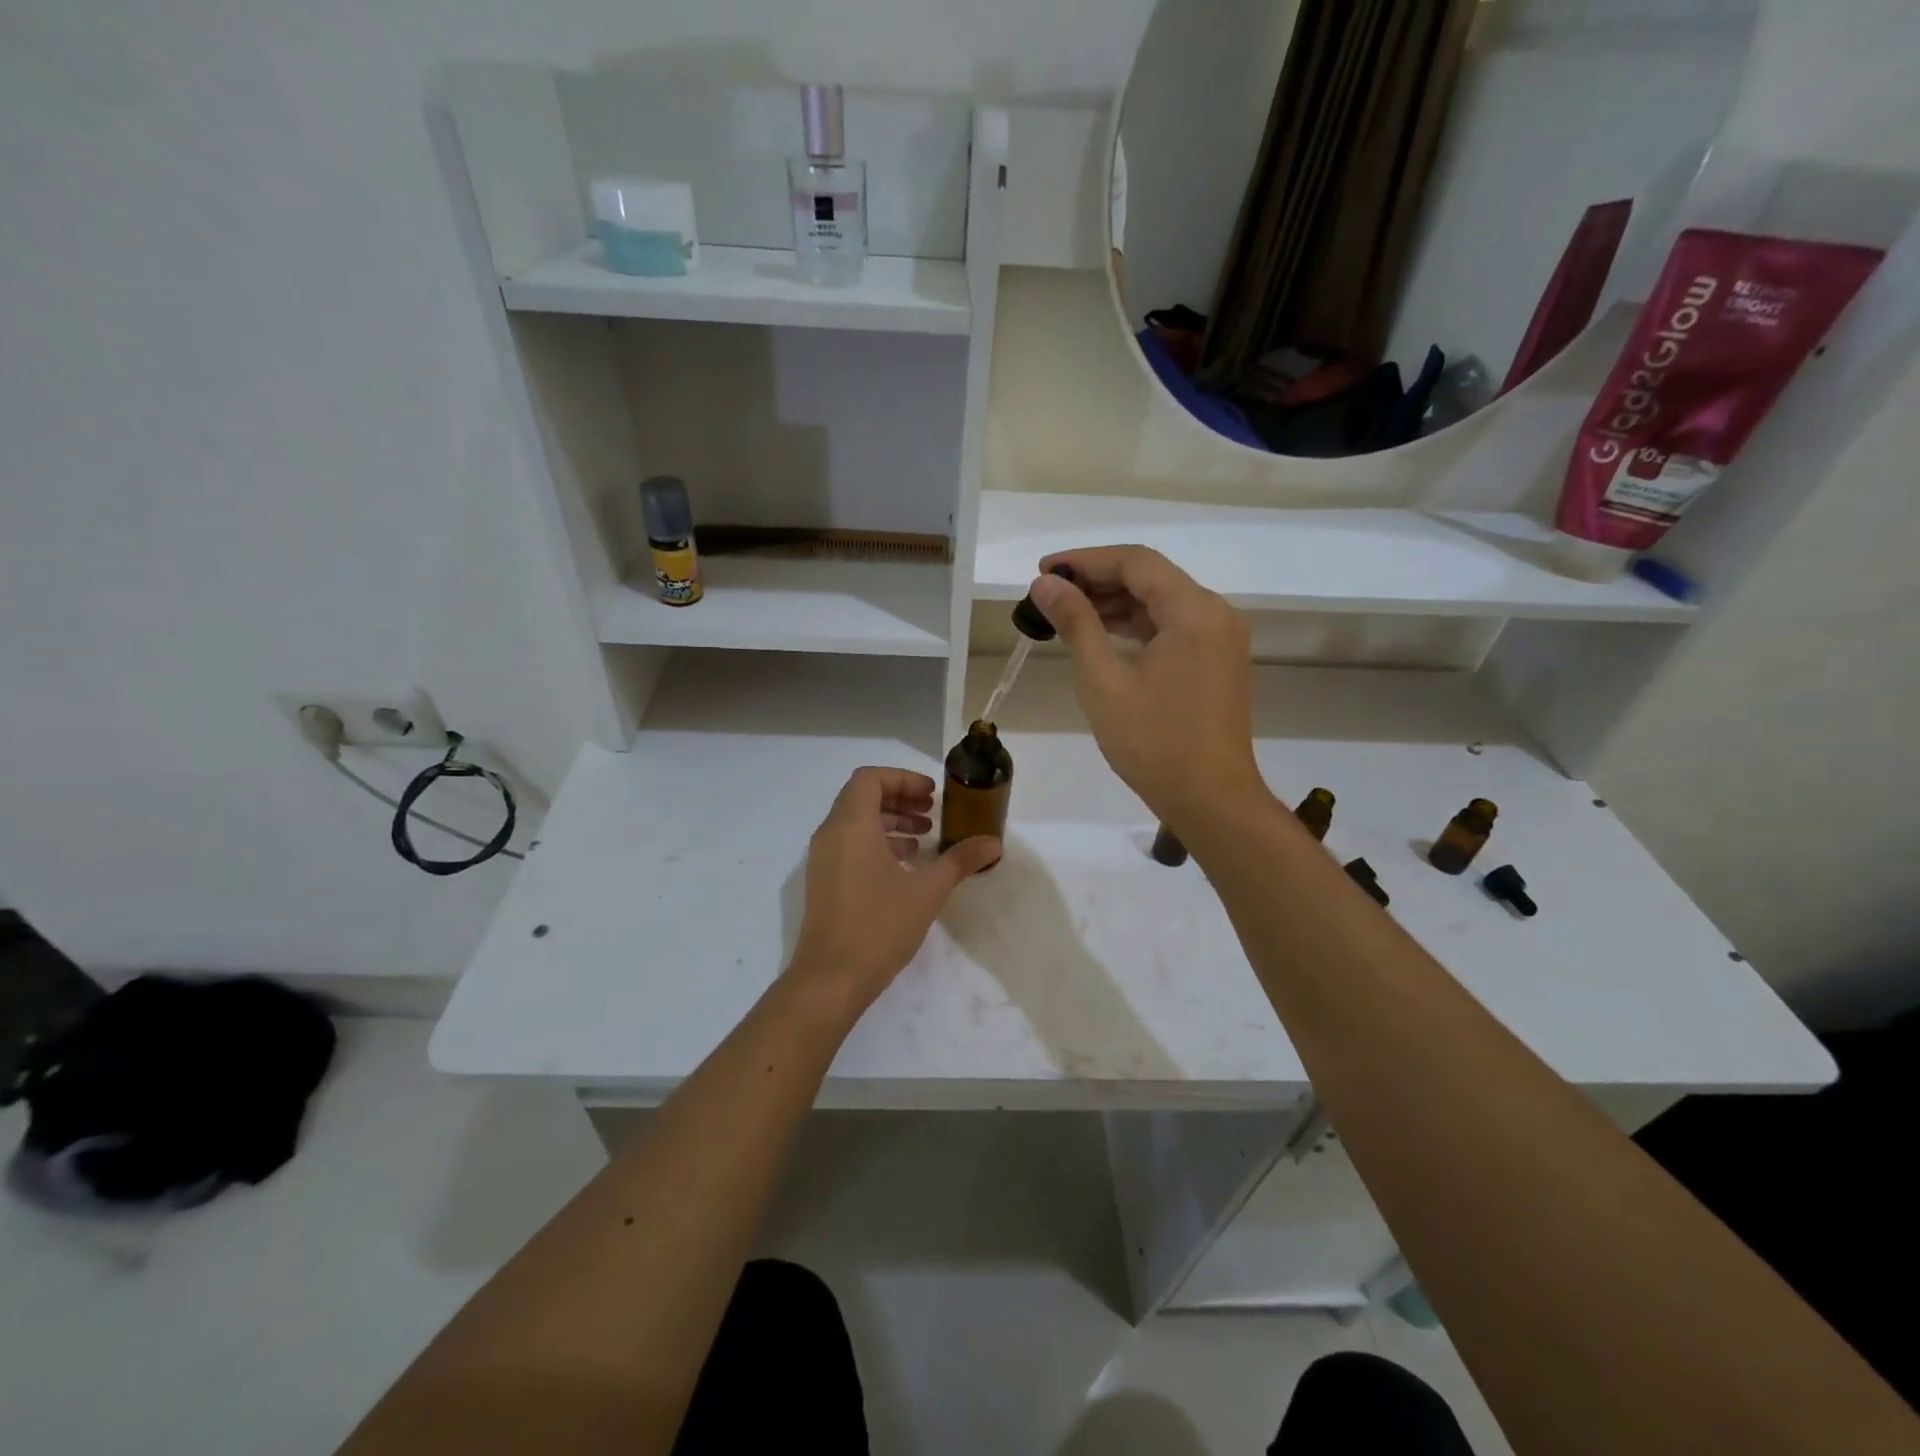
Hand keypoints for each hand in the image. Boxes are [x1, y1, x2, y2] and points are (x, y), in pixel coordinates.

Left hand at [790, 767, 1000, 1008]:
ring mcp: (822, 859)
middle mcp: (831, 834)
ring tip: (924, 839)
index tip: (931, 795)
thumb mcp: (927, 891)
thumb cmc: (879, 926)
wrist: (831, 978)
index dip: (903, 779)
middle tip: (931, 812)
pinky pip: (848, 845)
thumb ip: (960, 861)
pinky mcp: (822, 881)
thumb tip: (993, 843)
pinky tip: (905, 866)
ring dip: (889, 822)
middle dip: (899, 798)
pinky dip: (876, 843)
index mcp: (851, 825)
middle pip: (862, 797)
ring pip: (855, 822)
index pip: (870, 778)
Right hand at [1028, 546, 1264, 826]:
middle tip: (1048, 594)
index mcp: (1194, 611)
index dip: (1085, 560)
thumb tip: (1046, 584)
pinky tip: (1102, 638)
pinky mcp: (1217, 663)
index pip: (1135, 562)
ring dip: (1115, 604)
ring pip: (1161, 604)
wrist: (1211, 800)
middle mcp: (1215, 614)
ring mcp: (1221, 640)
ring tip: (1066, 614)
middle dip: (1098, 581)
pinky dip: (1136, 627)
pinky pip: (1173, 629)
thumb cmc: (1154, 742)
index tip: (1043, 571)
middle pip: (1151, 578)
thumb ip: (1076, 623)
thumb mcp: (1103, 681)